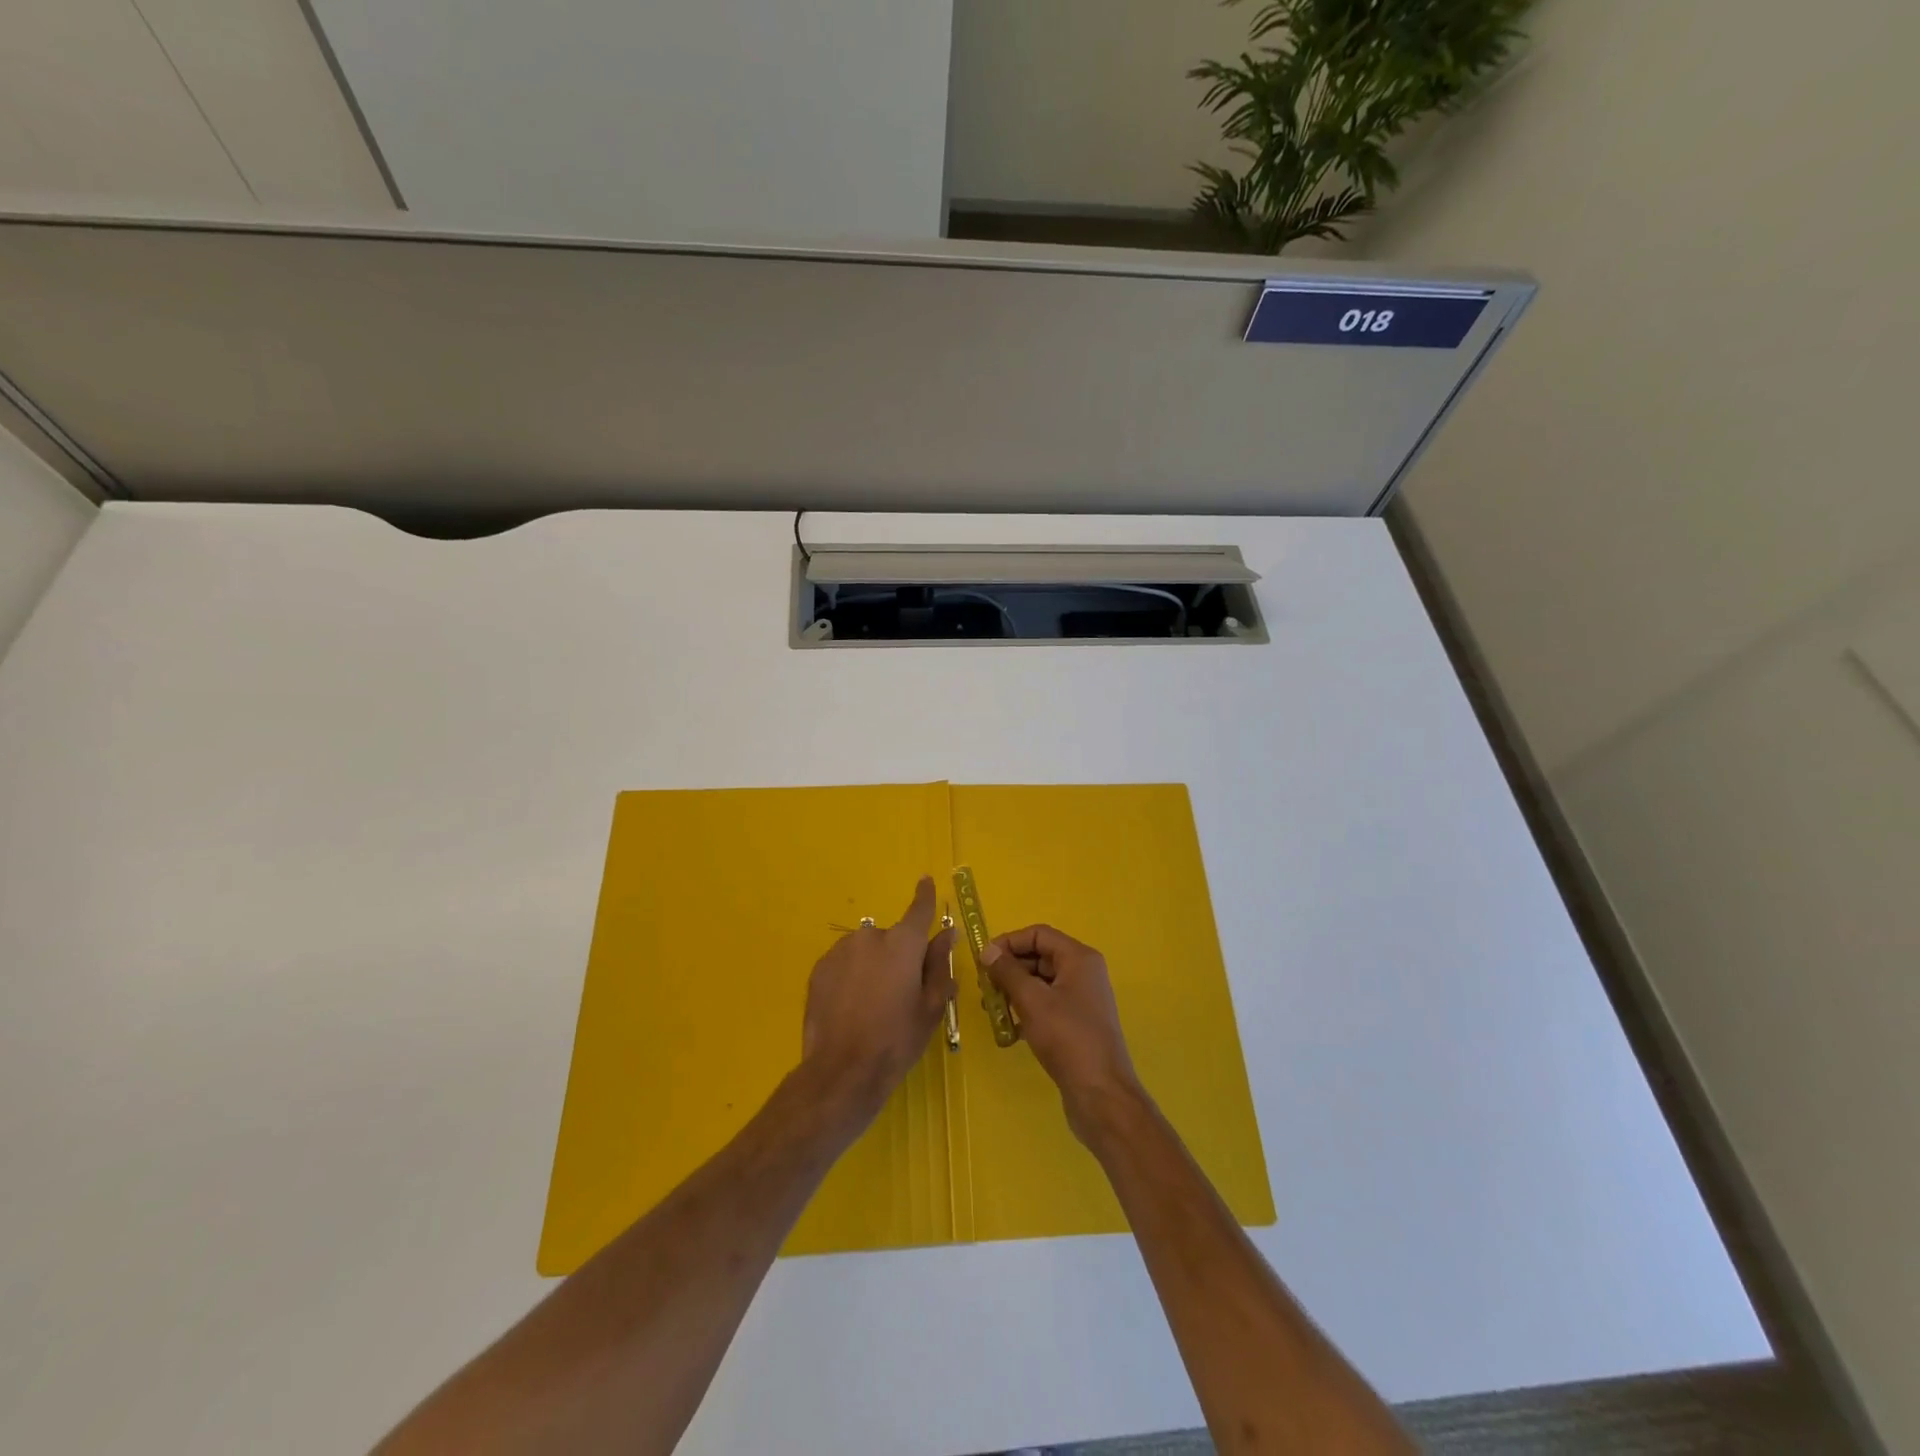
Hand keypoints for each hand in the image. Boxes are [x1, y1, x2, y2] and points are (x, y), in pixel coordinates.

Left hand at [801, 876, 955, 1120]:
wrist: (842, 1071)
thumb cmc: (897, 1039)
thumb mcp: (930, 1006)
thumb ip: (938, 965)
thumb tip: (946, 934)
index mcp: (903, 944)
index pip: (918, 910)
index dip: (924, 895)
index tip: (926, 880)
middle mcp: (870, 937)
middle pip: (890, 938)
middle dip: (896, 957)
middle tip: (898, 992)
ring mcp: (840, 951)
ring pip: (864, 951)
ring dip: (871, 966)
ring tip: (870, 1004)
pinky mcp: (818, 969)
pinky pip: (843, 965)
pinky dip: (850, 977)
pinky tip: (850, 1007)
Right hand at [982, 926, 1144, 1144]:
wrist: (1101, 1094)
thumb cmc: (1067, 1038)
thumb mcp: (1032, 1000)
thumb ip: (1008, 972)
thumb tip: (988, 951)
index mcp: (1079, 958)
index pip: (1039, 934)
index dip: (1009, 942)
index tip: (984, 960)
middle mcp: (1083, 973)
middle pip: (1040, 956)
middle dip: (1010, 969)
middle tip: (984, 987)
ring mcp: (1082, 999)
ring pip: (1041, 983)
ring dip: (1015, 991)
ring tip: (992, 1009)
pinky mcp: (1077, 1024)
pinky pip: (1047, 1005)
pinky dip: (1027, 1010)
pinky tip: (1009, 1029)